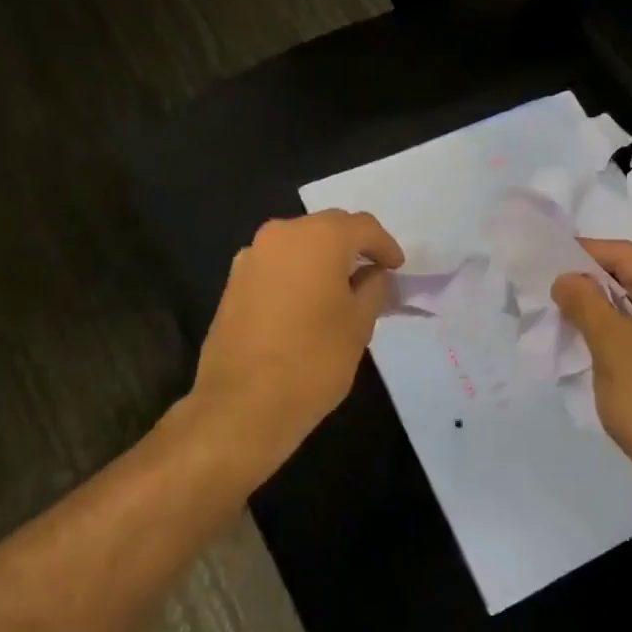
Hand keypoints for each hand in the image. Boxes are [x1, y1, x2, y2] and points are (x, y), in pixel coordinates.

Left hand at [184, 209, 403, 487]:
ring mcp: (251, 256)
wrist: (242, 404)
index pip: (363, 226)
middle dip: (353, 247)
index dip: (385, 246)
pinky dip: (296, 274)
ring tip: (340, 291)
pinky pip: (276, 265)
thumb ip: (374, 288)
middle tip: (373, 275)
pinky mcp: (233, 282)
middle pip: (328, 228)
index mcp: (318, 237)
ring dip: (322, 259)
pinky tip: (306, 304)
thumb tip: (374, 275)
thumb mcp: (360, 324)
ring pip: (299, 245)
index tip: (397, 269)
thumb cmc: (314, 360)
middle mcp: (281, 234)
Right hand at [552, 238, 631, 499]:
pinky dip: (628, 324)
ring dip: (609, 303)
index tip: (548, 259)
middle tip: (557, 286)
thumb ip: (583, 301)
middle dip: (595, 279)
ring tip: (572, 311)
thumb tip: (566, 278)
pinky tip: (601, 337)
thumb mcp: (609, 345)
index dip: (584, 253)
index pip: (626, 254)